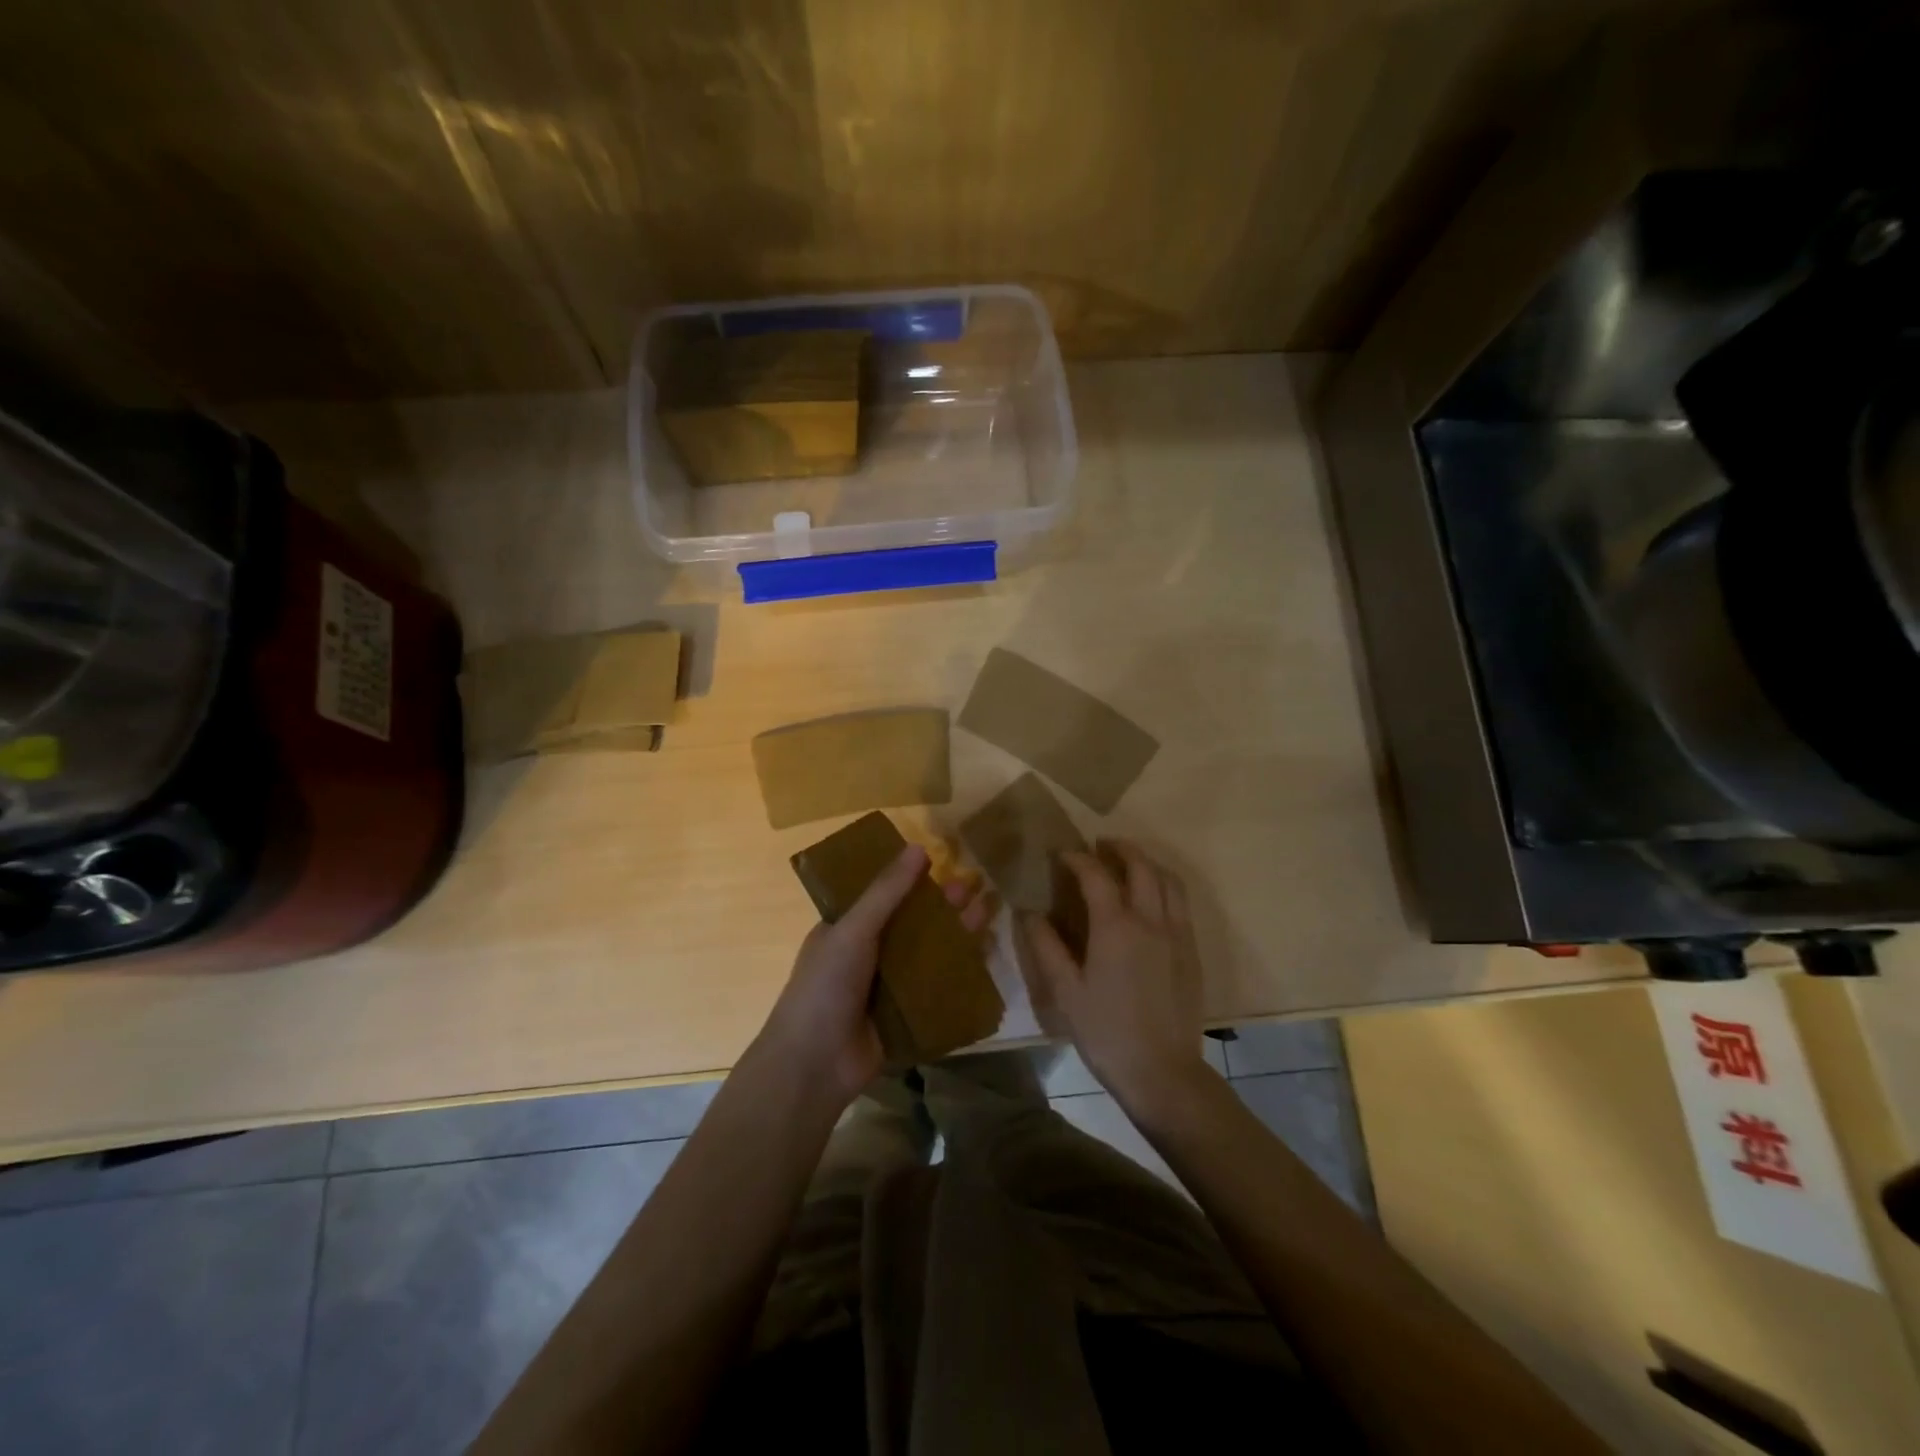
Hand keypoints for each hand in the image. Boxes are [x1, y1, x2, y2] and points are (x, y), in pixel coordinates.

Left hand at [754, 843, 991, 1107]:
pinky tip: (986, 954)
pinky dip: (959, 970)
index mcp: (847, 927)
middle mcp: (869, 952)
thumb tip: (919, 848)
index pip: (884, 893)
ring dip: (956, 932)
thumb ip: (886, 892)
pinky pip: (937, 986)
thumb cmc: (825, 986)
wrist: (815, 1064)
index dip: (912, 877)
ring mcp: (889, 985)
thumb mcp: (853, 930)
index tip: (944, 860)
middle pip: (913, 921)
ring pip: (929, 951)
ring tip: (989, 910)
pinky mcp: (907, 1013)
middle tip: (977, 883)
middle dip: (943, 903)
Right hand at [1023, 840, 1209, 1108]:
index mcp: (1115, 926)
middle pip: (1141, 866)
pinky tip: (1152, 900)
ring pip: (1168, 881)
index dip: (1077, 858)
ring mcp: (1177, 934)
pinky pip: (1181, 903)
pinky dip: (1165, 886)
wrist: (1163, 1072)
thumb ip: (1046, 947)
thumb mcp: (1065, 991)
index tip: (1062, 854)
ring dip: (1147, 863)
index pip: (1096, 875)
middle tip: (1101, 845)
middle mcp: (1150, 920)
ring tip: (1129, 864)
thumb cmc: (1106, 1032)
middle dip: (1120, 849)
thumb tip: (1028, 913)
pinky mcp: (1192, 952)